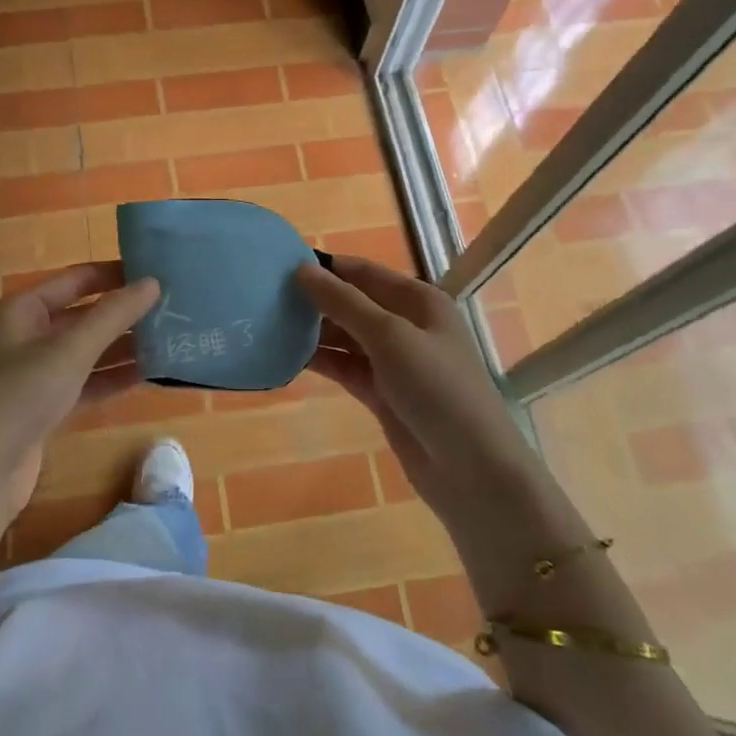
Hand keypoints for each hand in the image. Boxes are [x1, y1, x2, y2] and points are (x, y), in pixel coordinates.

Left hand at [0, 262, 159, 515]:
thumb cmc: (18, 395)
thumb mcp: (70, 349)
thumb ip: (113, 315)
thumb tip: (153, 282)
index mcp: (18, 310)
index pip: (74, 280)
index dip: (114, 275)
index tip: (156, 273)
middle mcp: (21, 336)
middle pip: (80, 316)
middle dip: (122, 315)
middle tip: (170, 310)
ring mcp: (29, 374)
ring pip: (82, 352)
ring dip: (120, 348)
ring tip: (167, 341)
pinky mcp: (39, 408)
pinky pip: (80, 383)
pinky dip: (108, 379)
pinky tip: (145, 376)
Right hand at [297, 256, 538, 558]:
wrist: (471, 469)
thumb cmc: (437, 389)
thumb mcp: (390, 336)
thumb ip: (344, 303)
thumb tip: (301, 271)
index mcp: (419, 301)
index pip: (363, 272)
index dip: (325, 267)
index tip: (278, 265)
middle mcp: (407, 325)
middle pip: (353, 303)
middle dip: (315, 300)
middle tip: (263, 298)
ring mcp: (394, 361)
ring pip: (346, 337)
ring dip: (313, 332)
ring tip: (267, 325)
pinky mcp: (382, 393)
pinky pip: (345, 368)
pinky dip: (321, 362)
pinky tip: (286, 358)